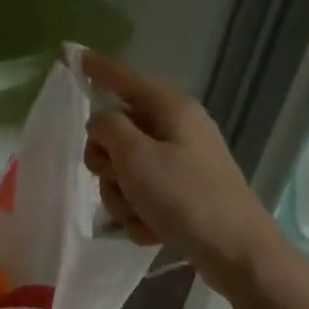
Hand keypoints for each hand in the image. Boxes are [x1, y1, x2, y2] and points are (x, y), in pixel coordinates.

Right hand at [82, 52, 308, 308]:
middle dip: (107, 163)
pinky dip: (139, 215)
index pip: (124, 79)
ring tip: (141, 214)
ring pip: (123, 171)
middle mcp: (176, 130)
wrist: (236, 253)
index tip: (71, 55)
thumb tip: (100, 121)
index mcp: (171, 110)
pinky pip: (140, 197)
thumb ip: (108, 129)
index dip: (97, 69)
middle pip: (116, 133)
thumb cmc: (186, 198)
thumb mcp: (137, 158)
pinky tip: (153, 229)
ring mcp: (179, 164)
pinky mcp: (180, 195)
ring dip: (122, 196)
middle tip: (117, 180)